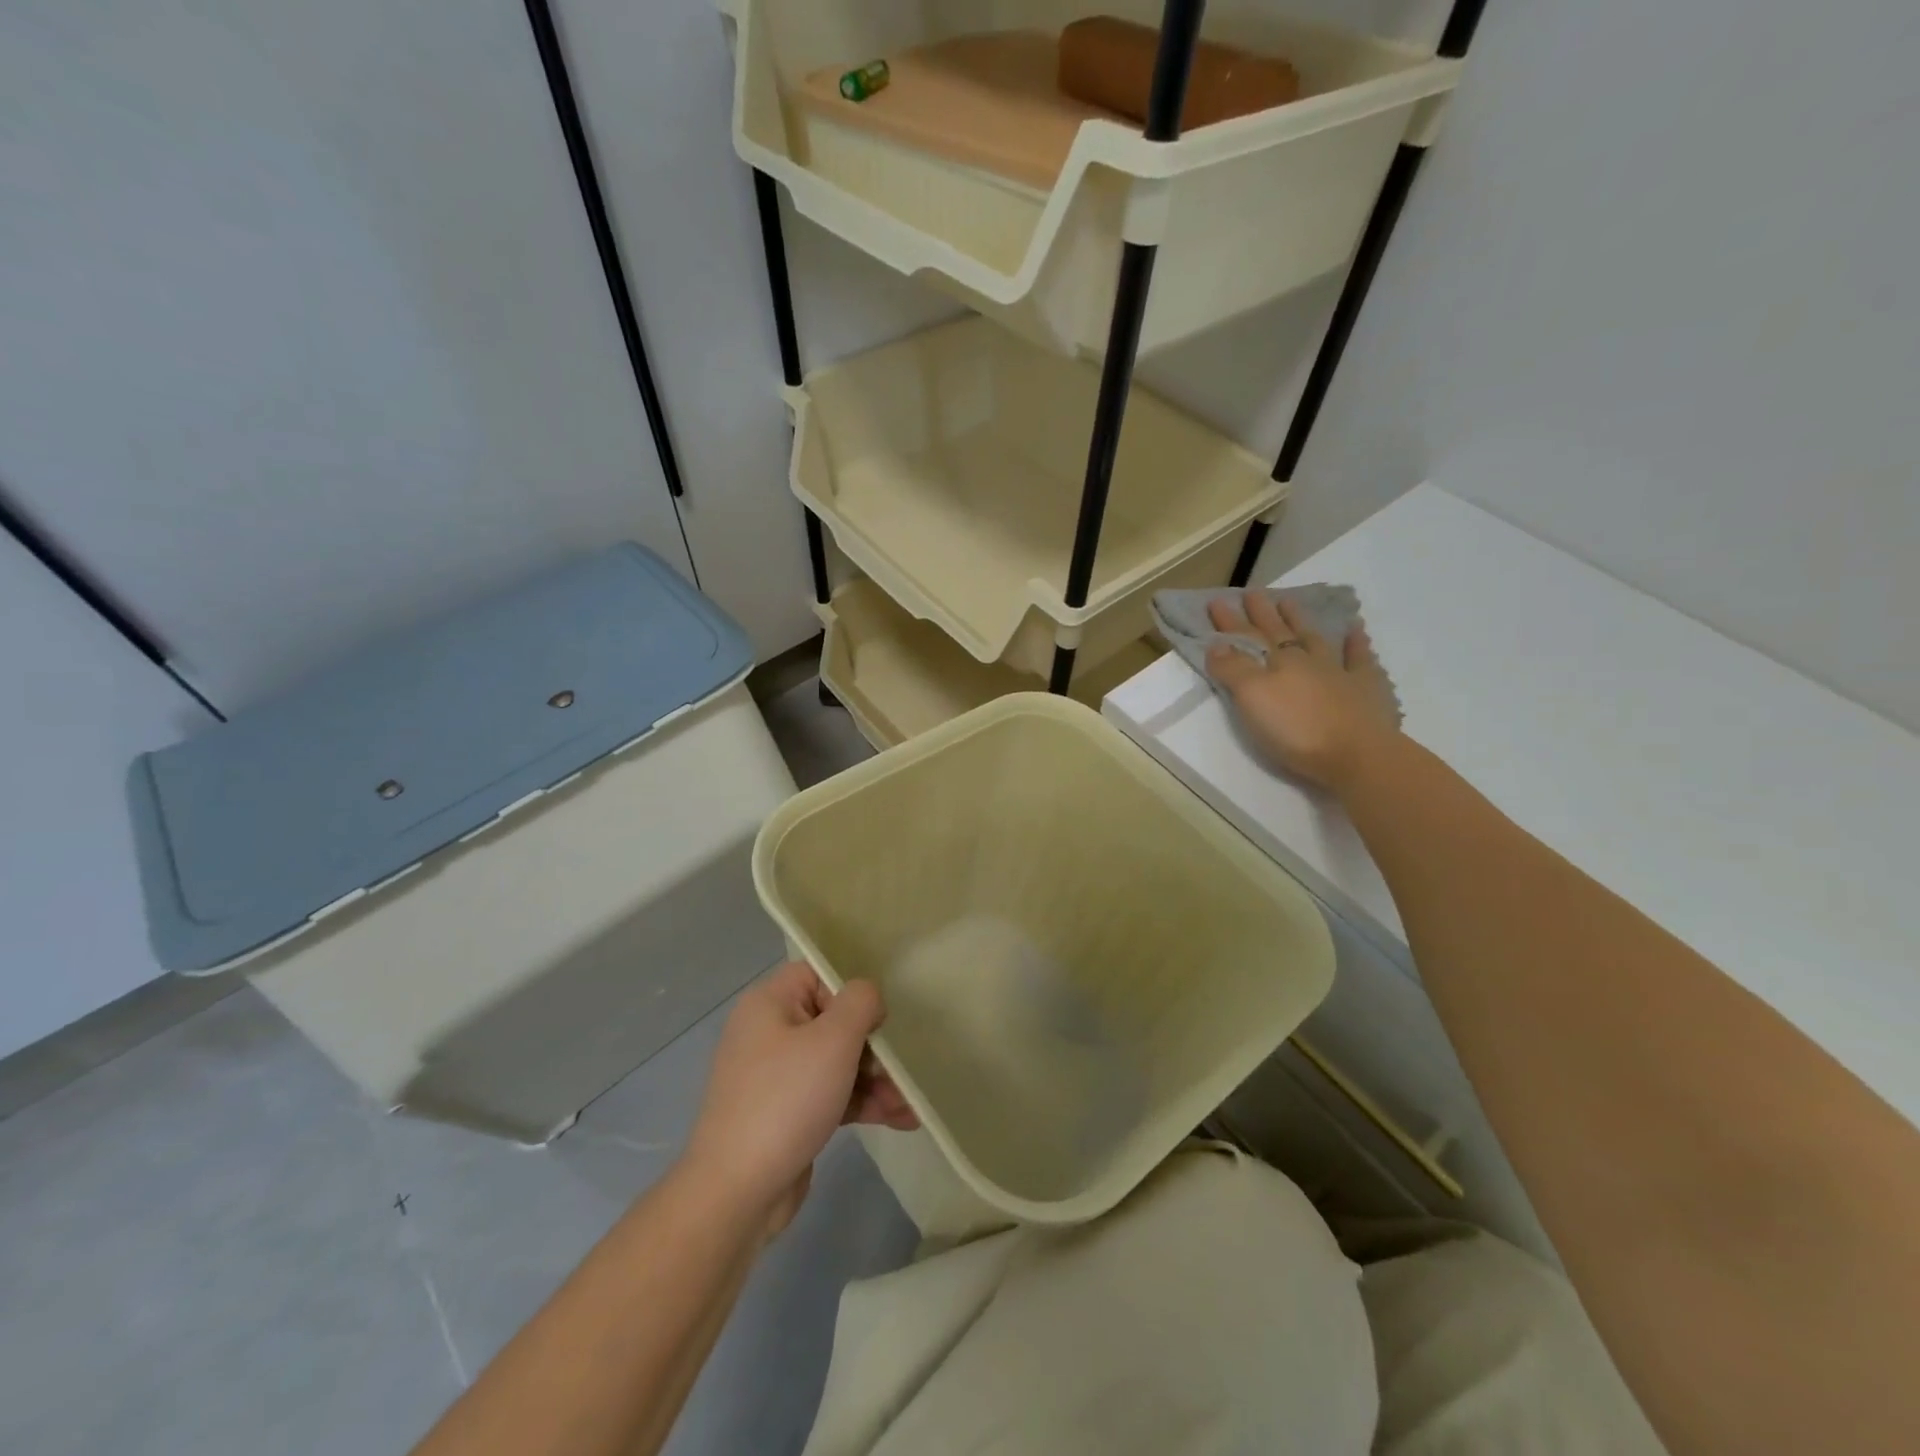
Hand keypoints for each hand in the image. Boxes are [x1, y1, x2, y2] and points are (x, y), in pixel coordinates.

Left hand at [683, 962, 916, 1235]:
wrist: (737, 1193)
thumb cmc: (787, 1099)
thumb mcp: (834, 1039)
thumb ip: (860, 1002)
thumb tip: (867, 998)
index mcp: (769, 1003)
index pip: (818, 976)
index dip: (851, 994)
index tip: (875, 1023)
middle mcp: (768, 1033)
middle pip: (833, 1022)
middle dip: (873, 1048)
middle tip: (900, 1072)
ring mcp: (774, 1077)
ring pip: (836, 1063)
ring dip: (875, 1080)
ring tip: (908, 1106)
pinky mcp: (784, 1114)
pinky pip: (829, 1095)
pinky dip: (860, 1103)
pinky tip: (899, 1120)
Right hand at [1205, 589, 1400, 791]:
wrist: (1357, 754)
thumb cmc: (1296, 728)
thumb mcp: (1252, 698)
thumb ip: (1233, 669)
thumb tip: (1216, 643)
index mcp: (1278, 662)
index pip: (1247, 637)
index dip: (1230, 621)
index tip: (1215, 601)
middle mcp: (1307, 660)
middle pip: (1280, 632)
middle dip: (1263, 614)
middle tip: (1253, 593)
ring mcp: (1339, 672)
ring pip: (1317, 639)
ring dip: (1302, 621)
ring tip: (1291, 603)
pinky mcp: (1365, 690)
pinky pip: (1360, 659)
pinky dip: (1356, 643)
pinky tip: (1356, 630)